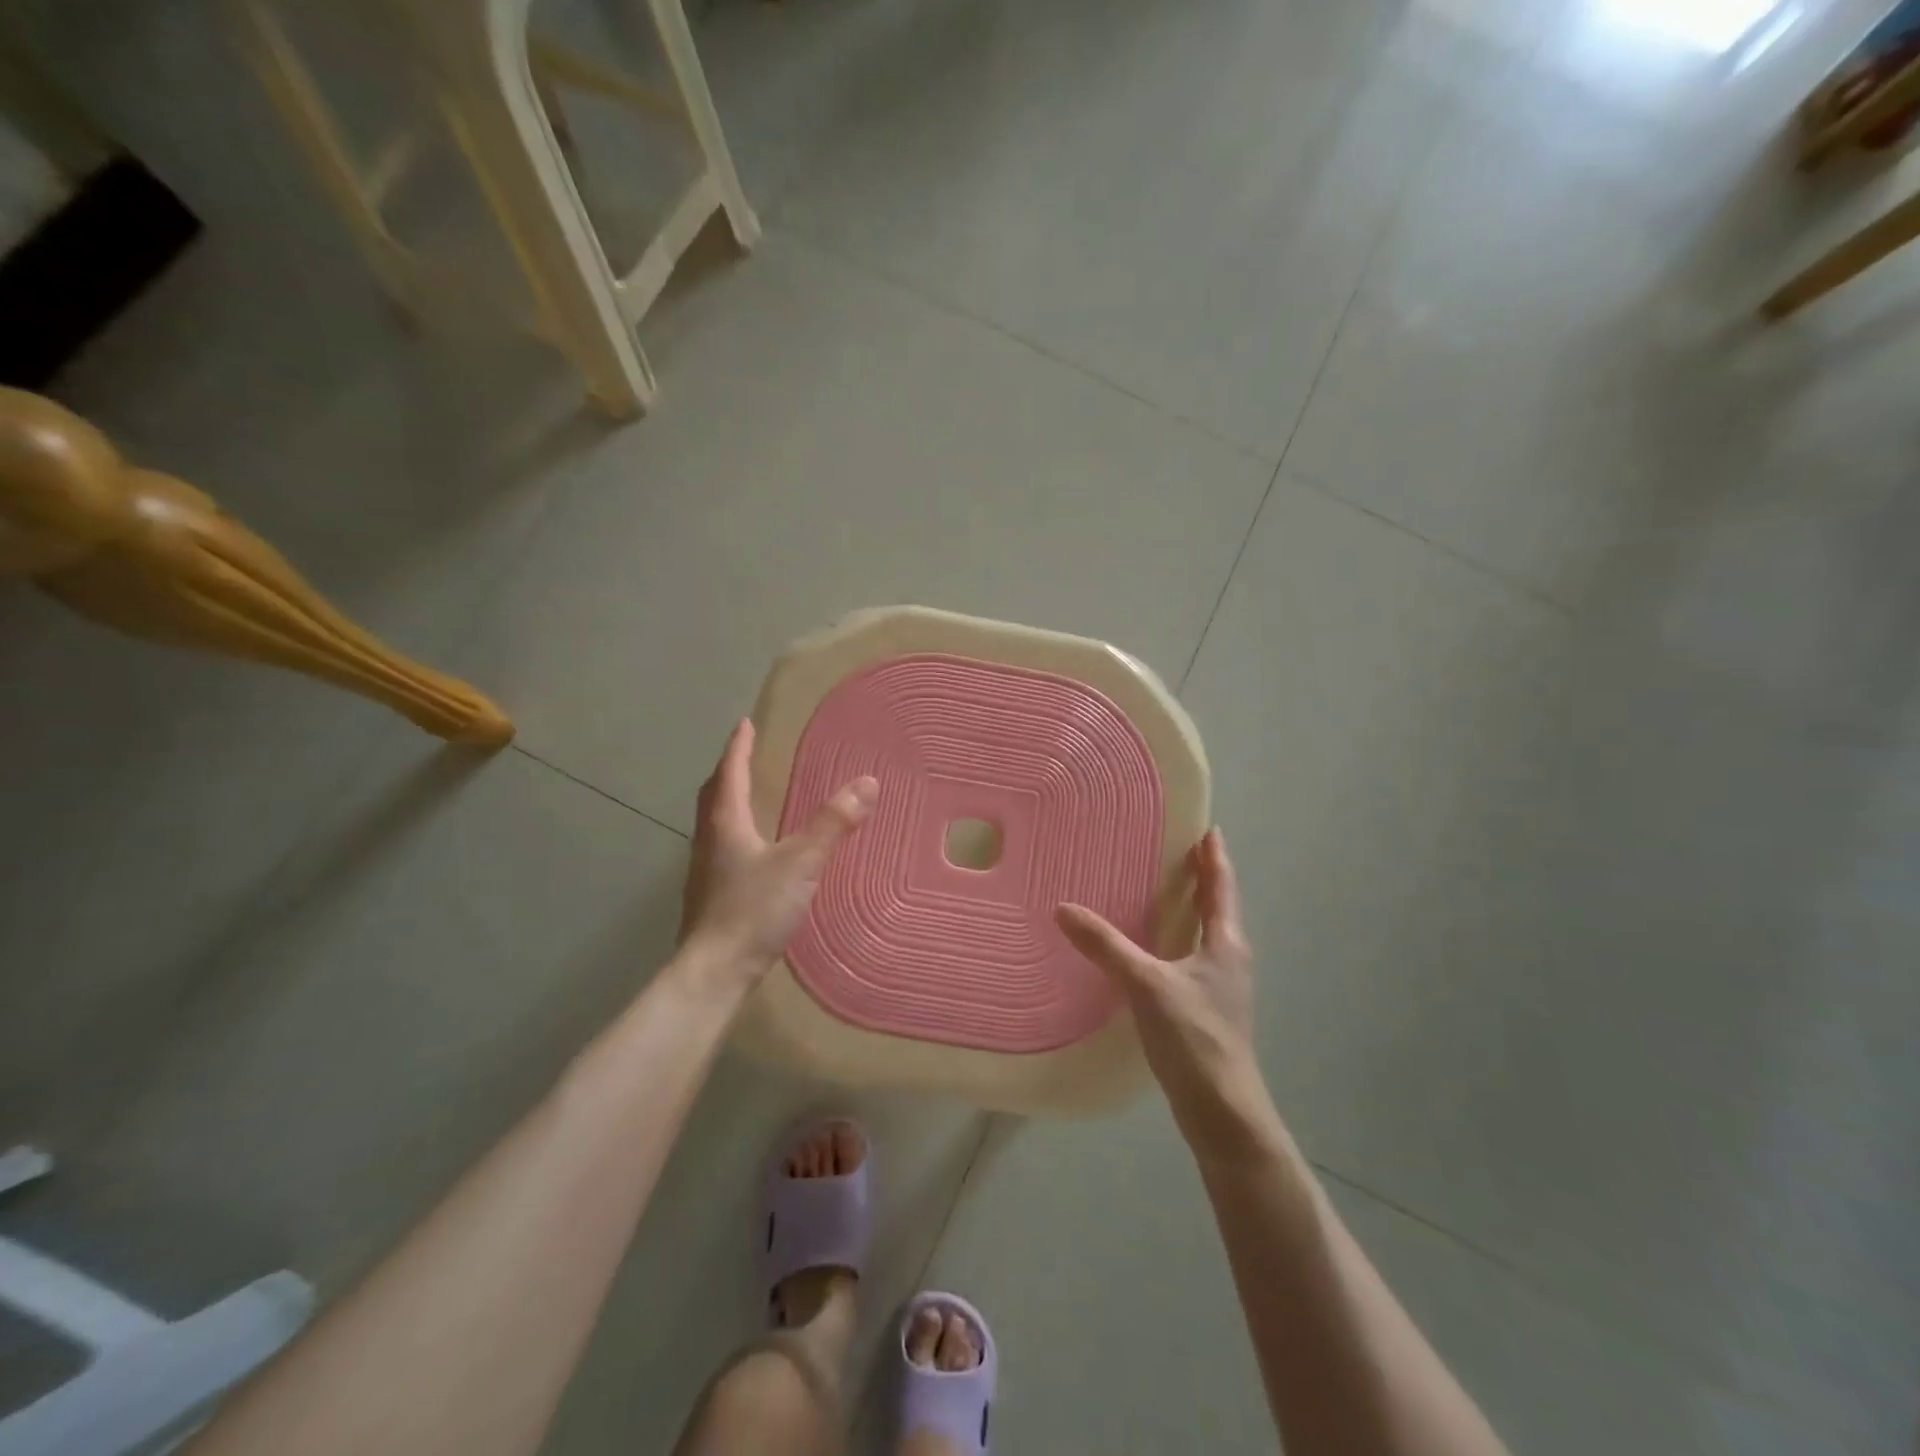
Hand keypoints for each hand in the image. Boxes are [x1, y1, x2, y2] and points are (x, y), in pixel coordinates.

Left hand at [677, 719, 877, 999]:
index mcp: (726, 823)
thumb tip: (867, 783)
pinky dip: (733, 830)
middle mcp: (709, 839)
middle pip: (713, 794)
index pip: (731, 772)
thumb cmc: (754, 909)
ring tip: (748, 794)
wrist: (714, 972)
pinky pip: (720, 846)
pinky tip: (751, 849)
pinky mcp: (709, 894)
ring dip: (727, 800)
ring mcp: (705, 869)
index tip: (745, 724)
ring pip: (713, 821)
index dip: (739, 747)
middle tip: (744, 754)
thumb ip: (833, 824)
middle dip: (728, 770)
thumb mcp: (801, 863)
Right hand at [1056, 829, 1263, 1142]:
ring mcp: (1219, 987)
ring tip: (1159, 890)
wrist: (1223, 1112)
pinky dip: (1175, 939)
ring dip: (1189, 909)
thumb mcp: (1147, 985)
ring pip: (1205, 934)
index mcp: (1225, 943)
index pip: (1221, 887)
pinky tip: (1151, 948)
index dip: (1214, 858)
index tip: (1208, 829)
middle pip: (1217, 907)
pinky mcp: (1206, 1010)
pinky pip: (1191, 958)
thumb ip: (1106, 946)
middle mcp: (1228, 958)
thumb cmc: (1195, 1038)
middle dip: (1200, 878)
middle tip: (1173, 850)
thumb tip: (1063, 908)